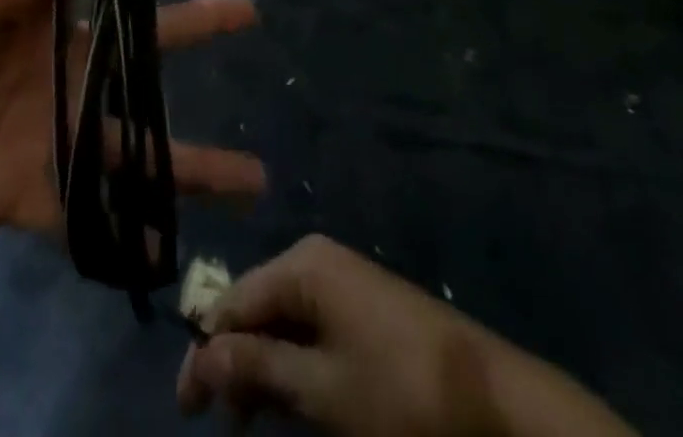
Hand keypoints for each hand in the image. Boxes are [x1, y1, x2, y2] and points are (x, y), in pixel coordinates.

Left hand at [0, 0, 262, 259]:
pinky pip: (91, 212)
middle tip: (247, 11)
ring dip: (186, 154)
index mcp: (29, 4)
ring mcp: (48, 126)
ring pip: (131, 136)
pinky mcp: (31, 190)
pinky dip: (130, 230)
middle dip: (190, 23)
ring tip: (251, 174)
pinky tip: (172, 246)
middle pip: (135, 38)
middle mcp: (52, 59)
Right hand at [177, 236, 635, 436]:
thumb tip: (200, 354)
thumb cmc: (401, 393)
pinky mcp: (364, 311)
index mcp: (303, 265)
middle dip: (234, 361)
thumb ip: (256, 366)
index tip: (186, 408)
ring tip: (249, 421)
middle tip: (219, 422)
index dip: (206, 352)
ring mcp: (343, 284)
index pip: (234, 300)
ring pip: (283, 323)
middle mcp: (317, 261)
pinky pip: (312, 331)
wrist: (497, 403)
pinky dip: (294, 368)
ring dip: (263, 370)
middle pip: (257, 307)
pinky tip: (288, 404)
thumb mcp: (321, 390)